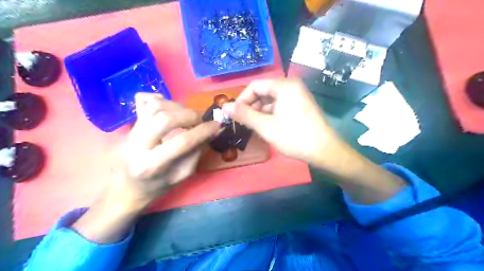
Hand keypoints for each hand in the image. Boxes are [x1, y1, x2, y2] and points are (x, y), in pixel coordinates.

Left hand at [120, 92, 220, 205]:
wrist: (129, 186)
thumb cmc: (158, 185)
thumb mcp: (182, 175)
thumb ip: (197, 152)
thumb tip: (214, 131)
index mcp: (151, 165)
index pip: (182, 141)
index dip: (203, 131)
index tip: (216, 126)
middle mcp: (137, 145)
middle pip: (165, 118)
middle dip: (190, 116)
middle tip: (201, 120)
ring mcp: (131, 132)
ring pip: (155, 107)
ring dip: (178, 107)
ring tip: (188, 117)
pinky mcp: (130, 124)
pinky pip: (146, 103)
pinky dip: (164, 101)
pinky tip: (174, 109)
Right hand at [223, 77, 338, 168]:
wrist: (325, 151)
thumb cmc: (294, 137)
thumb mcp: (265, 126)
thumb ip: (243, 115)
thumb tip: (224, 106)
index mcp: (284, 86)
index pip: (255, 86)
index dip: (242, 99)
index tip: (235, 115)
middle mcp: (291, 86)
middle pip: (263, 92)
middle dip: (251, 107)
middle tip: (244, 123)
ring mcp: (298, 96)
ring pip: (271, 101)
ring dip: (260, 113)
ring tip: (254, 128)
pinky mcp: (301, 106)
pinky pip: (280, 106)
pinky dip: (270, 115)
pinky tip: (267, 127)